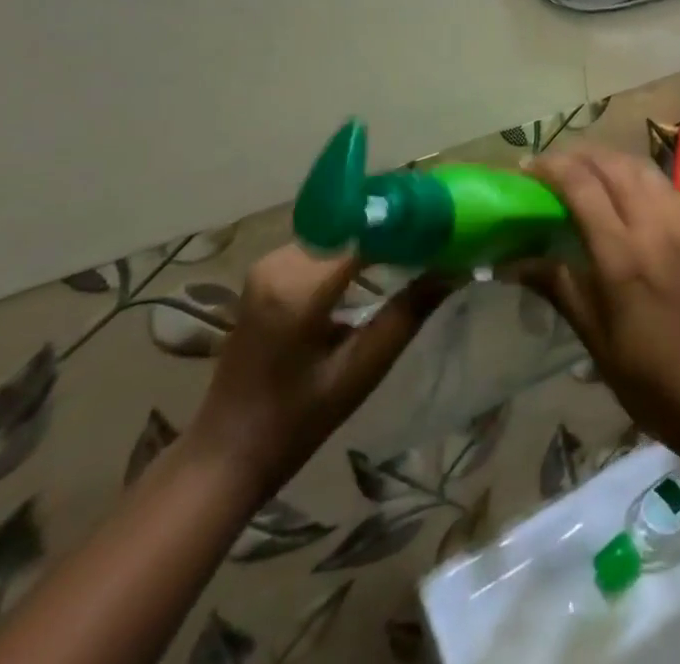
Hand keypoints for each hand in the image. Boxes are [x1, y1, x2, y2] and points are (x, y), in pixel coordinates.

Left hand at [185, 246, 450, 500]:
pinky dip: (353, 248)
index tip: (446, 226)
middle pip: (352, 227)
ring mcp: (268, 265)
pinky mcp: (266, 272)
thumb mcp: (361, 371)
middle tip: (438, 236)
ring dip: (375, 237)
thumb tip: (455, 269)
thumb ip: (408, 313)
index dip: (408, 225)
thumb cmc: (295, 422)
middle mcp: (279, 263)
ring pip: (339, 232)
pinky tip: (379, 263)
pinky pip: (322, 245)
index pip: (367, 234)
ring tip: (417, 247)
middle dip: (395, 228)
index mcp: (298, 288)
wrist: (224, 455)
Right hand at [521, 146, 679, 460]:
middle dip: (577, 156)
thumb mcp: (597, 339)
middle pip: (612, 164)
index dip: (550, 167)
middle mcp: (657, 225)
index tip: (526, 169)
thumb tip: (510, 262)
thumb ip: (558, 286)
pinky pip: (665, 185)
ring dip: (608, 160)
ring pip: (641, 167)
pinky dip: (637, 177)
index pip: (582, 185)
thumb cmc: (654, 381)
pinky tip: (625, 195)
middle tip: (551, 168)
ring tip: (585, 173)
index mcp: (623, 255)